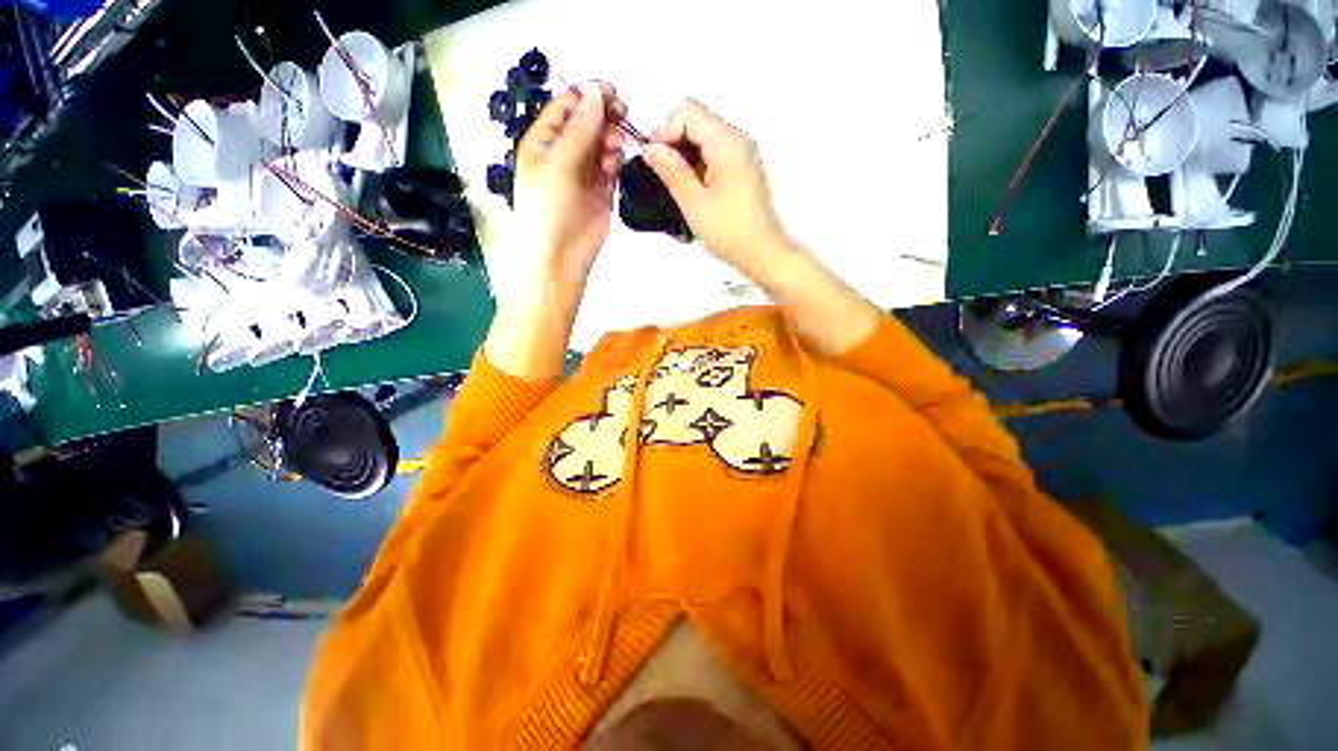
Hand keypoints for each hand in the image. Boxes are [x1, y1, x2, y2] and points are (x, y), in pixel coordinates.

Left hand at [493, 82, 625, 311]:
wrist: (562, 255)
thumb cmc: (549, 209)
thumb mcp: (558, 165)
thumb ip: (579, 130)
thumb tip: (597, 95)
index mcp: (542, 142)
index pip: (565, 108)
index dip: (586, 96)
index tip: (609, 91)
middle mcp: (563, 154)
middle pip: (587, 122)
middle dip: (604, 115)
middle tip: (621, 112)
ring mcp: (584, 172)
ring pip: (602, 142)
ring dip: (611, 138)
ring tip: (614, 147)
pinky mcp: (602, 190)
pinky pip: (611, 165)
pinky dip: (615, 159)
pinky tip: (614, 163)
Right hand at [642, 100, 791, 280]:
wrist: (762, 253)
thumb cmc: (730, 232)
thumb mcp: (694, 203)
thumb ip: (671, 171)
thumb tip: (651, 149)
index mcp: (728, 143)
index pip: (688, 112)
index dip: (664, 130)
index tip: (652, 158)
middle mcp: (738, 140)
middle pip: (697, 122)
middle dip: (673, 143)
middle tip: (660, 174)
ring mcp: (743, 155)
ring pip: (704, 139)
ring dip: (684, 157)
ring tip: (674, 187)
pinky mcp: (743, 170)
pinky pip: (714, 155)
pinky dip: (697, 166)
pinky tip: (690, 191)